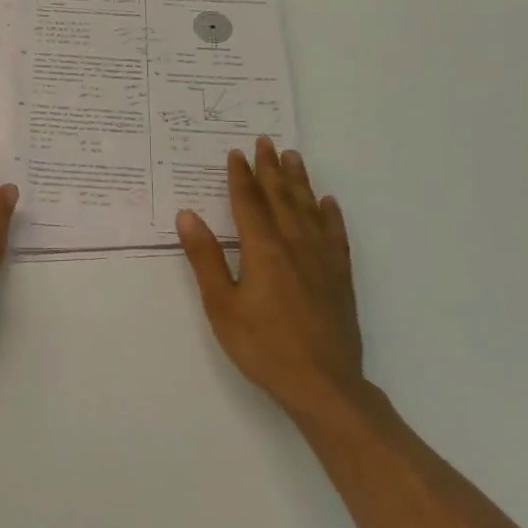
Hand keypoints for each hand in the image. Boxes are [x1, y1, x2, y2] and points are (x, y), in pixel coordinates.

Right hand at [176, 137, 366, 420]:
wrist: (323, 385)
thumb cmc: (263, 346)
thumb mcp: (221, 305)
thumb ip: (205, 258)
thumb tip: (187, 215)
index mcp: (263, 249)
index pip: (249, 202)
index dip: (240, 176)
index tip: (236, 153)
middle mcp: (295, 245)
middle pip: (281, 197)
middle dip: (270, 168)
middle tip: (266, 141)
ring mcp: (322, 260)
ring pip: (309, 209)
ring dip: (299, 181)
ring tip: (293, 157)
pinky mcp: (340, 277)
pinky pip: (335, 235)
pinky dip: (331, 215)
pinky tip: (328, 202)